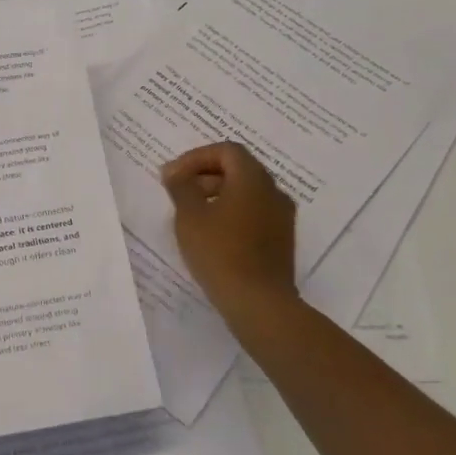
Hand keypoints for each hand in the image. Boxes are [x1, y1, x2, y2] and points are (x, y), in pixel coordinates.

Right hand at [162, 142, 297, 332]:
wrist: (259, 303)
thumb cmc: (220, 252)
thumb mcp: (189, 216)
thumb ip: (181, 186)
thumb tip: (175, 171)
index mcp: (253, 179)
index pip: (226, 151)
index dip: (196, 157)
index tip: (174, 176)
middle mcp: (273, 191)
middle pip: (238, 169)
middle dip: (205, 175)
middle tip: (179, 193)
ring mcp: (281, 217)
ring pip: (247, 193)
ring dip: (218, 195)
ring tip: (192, 215)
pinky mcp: (281, 241)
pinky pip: (254, 214)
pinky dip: (232, 214)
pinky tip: (213, 236)